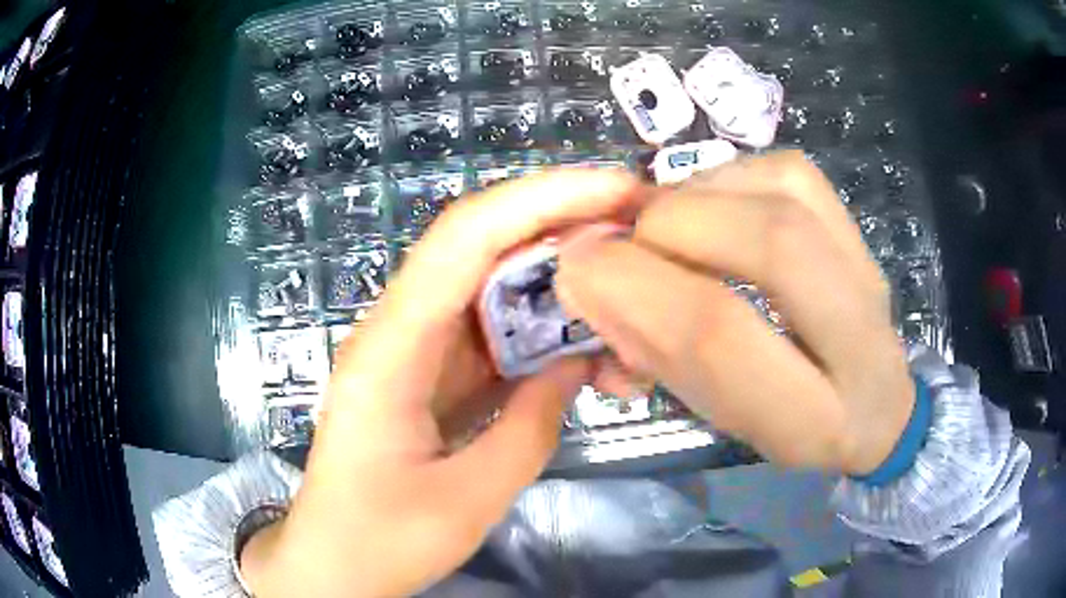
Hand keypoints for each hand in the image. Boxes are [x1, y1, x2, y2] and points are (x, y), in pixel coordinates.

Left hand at [239, 169, 647, 597]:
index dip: (543, 199)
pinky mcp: (431, 373)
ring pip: (494, 288)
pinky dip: (544, 331)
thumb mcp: (465, 501)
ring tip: (626, 301)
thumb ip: (529, 428)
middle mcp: (399, 330)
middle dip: (563, 225)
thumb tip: (575, 364)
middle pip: (482, 246)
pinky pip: (493, 332)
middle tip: (639, 231)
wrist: (332, 564)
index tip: (616, 189)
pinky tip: (588, 347)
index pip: (465, 238)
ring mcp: (415, 350)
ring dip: (561, 284)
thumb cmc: (380, 541)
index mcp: (390, 349)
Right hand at [556, 151, 914, 474]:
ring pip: (782, 191)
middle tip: (626, 243)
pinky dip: (731, 176)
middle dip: (672, 228)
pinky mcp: (859, 231)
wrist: (874, 404)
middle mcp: (862, 338)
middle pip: (770, 243)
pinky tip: (710, 204)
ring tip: (665, 227)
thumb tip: (590, 277)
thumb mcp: (722, 419)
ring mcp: (868, 270)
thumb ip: (659, 355)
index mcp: (816, 418)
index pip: (722, 337)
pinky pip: (790, 171)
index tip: (580, 270)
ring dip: (698, 196)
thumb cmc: (790, 426)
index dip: (637, 289)